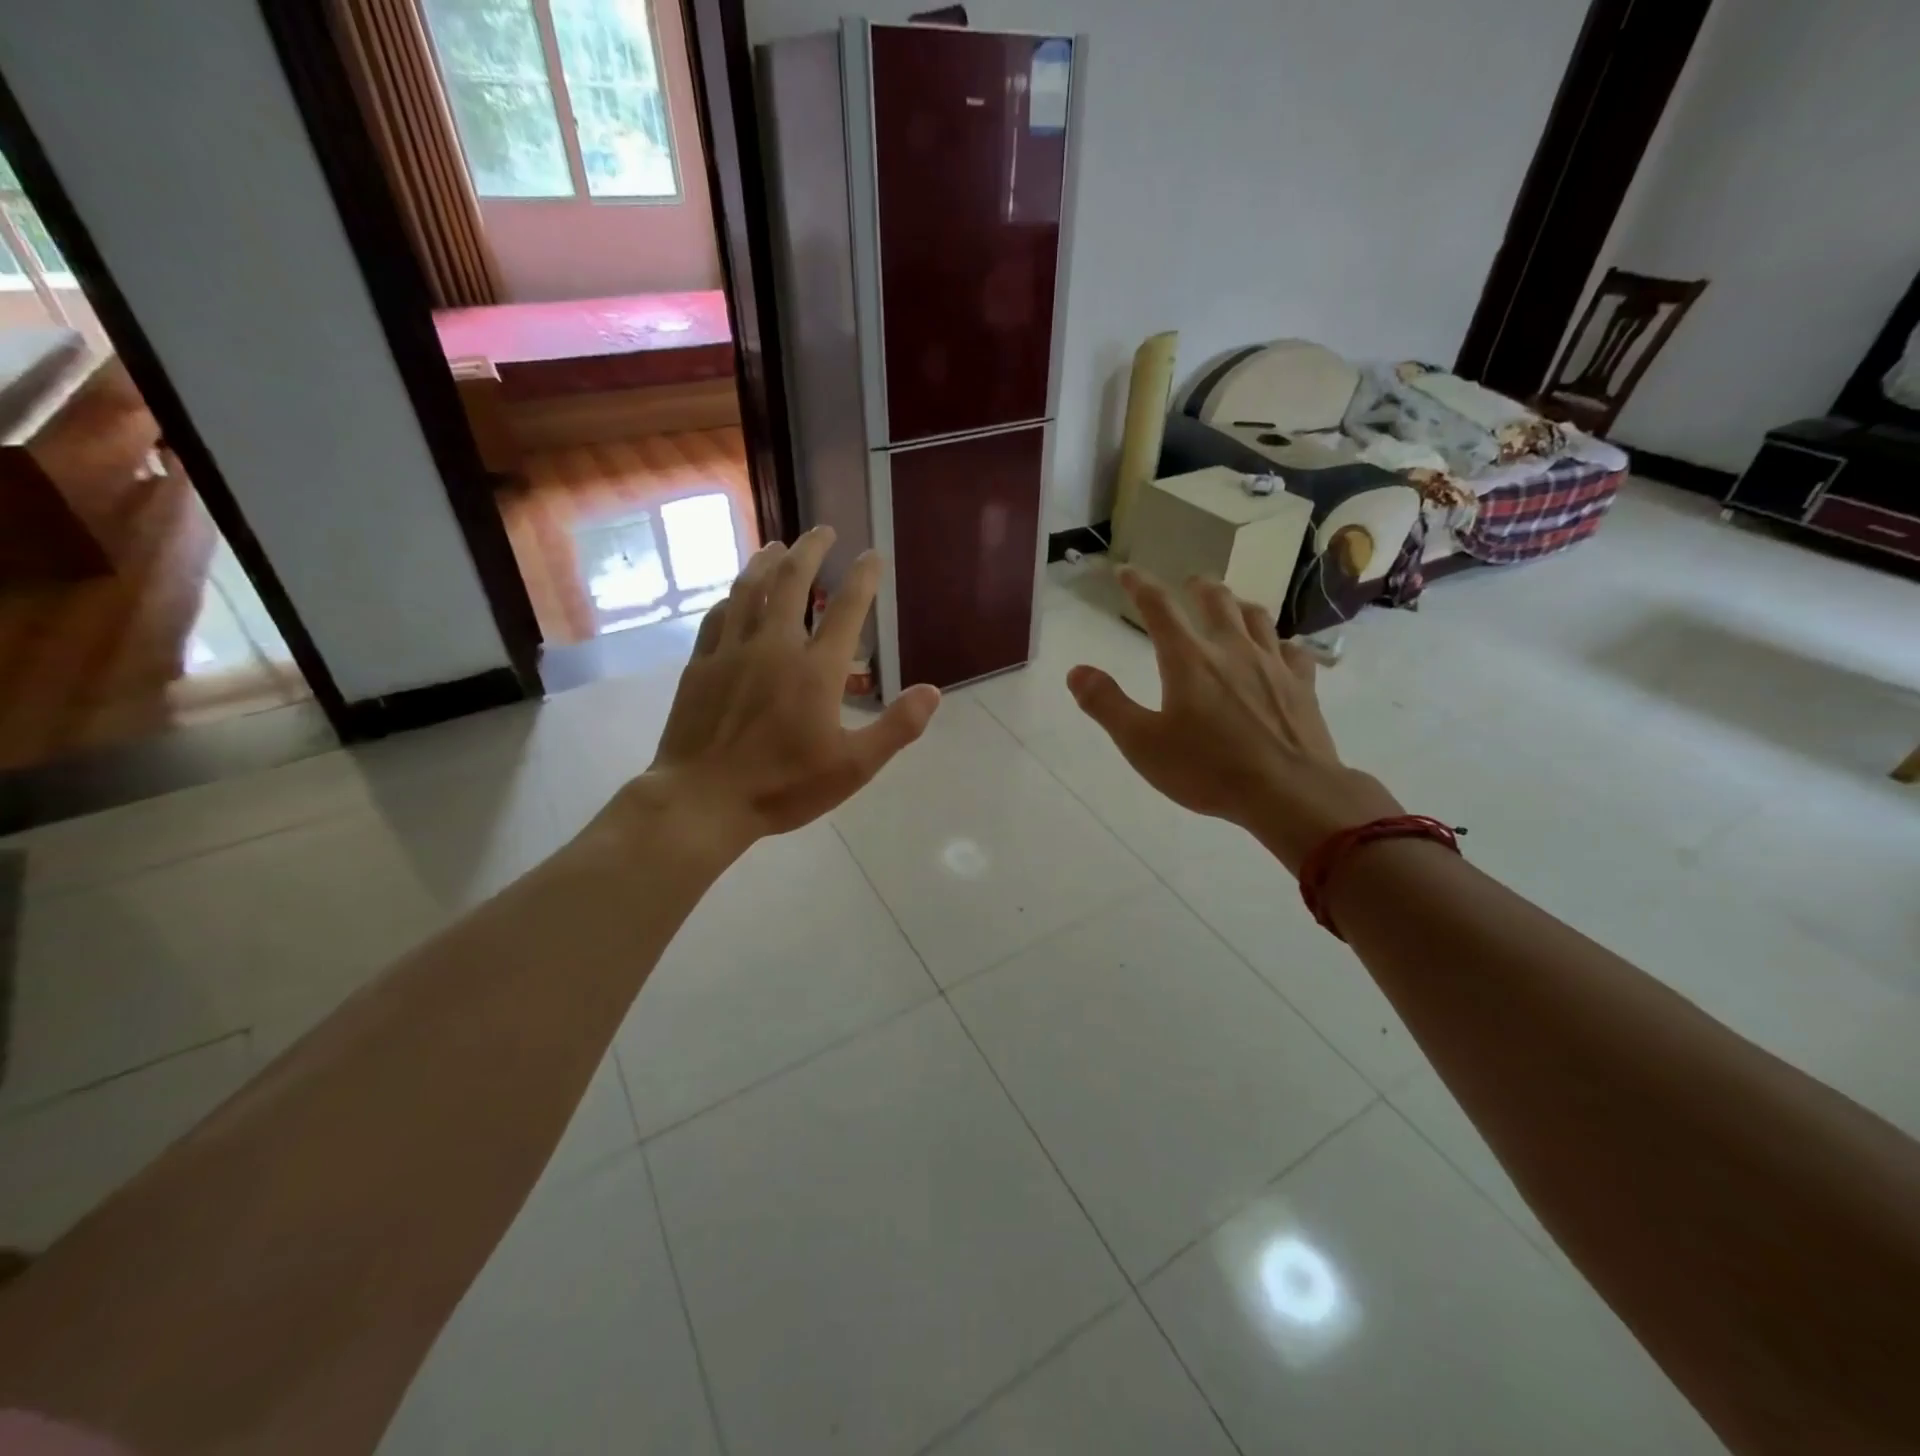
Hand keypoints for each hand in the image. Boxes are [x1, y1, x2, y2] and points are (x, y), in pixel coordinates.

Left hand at [614, 527, 941, 863]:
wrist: (702, 800)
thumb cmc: (782, 787)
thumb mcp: (853, 767)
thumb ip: (896, 727)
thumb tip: (933, 691)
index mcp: (816, 670)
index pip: (847, 609)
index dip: (863, 577)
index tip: (871, 554)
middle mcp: (774, 646)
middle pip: (793, 583)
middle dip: (811, 551)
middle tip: (823, 530)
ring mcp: (732, 651)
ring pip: (750, 590)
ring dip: (767, 562)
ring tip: (779, 545)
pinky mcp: (701, 665)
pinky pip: (718, 616)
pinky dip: (732, 596)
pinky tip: (735, 593)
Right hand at [1067, 567, 1401, 873]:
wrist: (1289, 792)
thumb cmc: (1208, 769)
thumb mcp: (1142, 743)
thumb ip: (1106, 704)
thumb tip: (1076, 671)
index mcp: (1188, 659)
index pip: (1158, 607)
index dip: (1139, 585)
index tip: (1127, 572)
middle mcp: (1231, 649)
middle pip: (1216, 600)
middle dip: (1197, 587)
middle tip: (1189, 584)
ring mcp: (1272, 664)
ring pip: (1256, 617)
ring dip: (1239, 605)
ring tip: (1232, 607)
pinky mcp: (1302, 685)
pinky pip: (1292, 650)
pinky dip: (1279, 643)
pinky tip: (1278, 651)